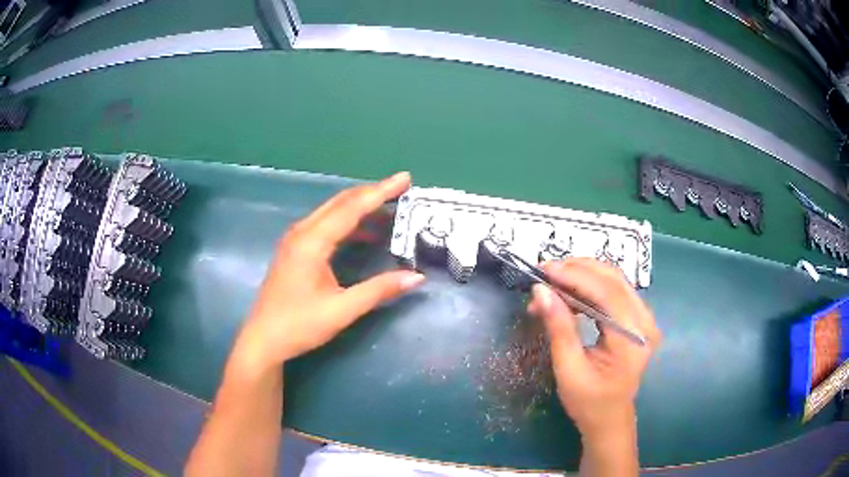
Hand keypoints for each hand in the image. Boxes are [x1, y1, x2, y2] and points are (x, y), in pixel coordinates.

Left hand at [234, 172, 424, 369]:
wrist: (263, 340)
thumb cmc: (299, 325)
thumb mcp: (342, 310)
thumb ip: (379, 290)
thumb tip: (416, 277)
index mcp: (312, 242)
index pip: (351, 208)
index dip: (380, 192)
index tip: (405, 179)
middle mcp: (302, 232)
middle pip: (340, 202)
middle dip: (372, 193)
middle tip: (401, 188)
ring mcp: (295, 239)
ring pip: (332, 212)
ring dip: (360, 207)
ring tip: (390, 209)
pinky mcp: (295, 249)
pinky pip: (325, 225)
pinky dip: (348, 223)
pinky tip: (365, 234)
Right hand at [528, 259, 660, 439]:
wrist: (609, 419)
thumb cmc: (589, 402)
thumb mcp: (569, 369)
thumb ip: (559, 328)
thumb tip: (540, 291)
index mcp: (633, 338)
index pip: (607, 292)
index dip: (575, 276)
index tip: (544, 270)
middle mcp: (644, 321)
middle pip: (613, 279)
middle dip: (577, 270)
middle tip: (544, 273)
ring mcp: (643, 318)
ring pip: (612, 280)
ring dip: (581, 276)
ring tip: (551, 284)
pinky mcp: (635, 318)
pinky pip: (612, 291)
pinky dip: (588, 287)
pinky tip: (567, 294)